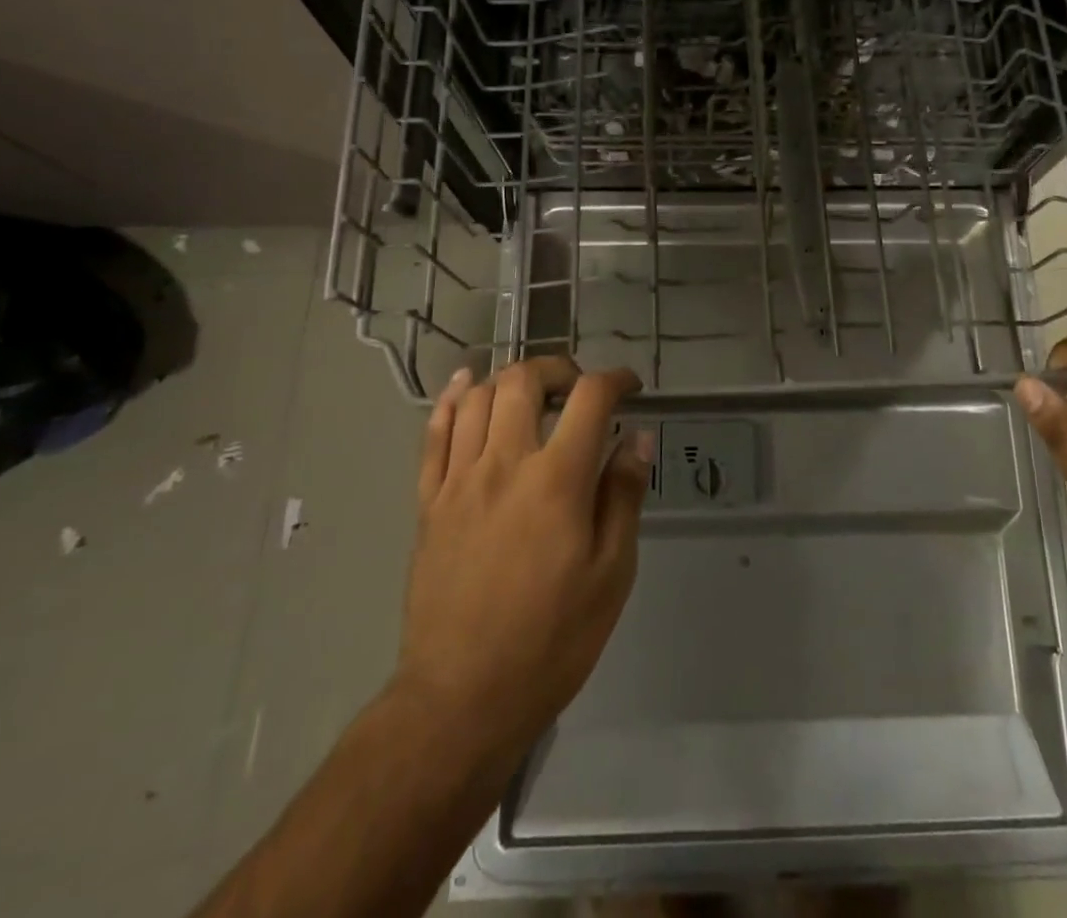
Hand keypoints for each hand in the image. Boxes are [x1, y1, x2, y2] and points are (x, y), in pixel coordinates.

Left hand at [395, 357, 650, 766]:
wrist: (461, 698)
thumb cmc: (552, 639)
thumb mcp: (611, 573)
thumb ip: (624, 496)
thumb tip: (637, 438)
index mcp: (557, 480)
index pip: (590, 397)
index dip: (616, 379)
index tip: (630, 387)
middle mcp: (504, 463)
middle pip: (524, 379)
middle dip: (558, 368)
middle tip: (578, 389)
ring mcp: (459, 480)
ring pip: (476, 397)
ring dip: (509, 380)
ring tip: (532, 393)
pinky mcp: (428, 502)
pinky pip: (433, 433)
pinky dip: (451, 400)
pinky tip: (466, 387)